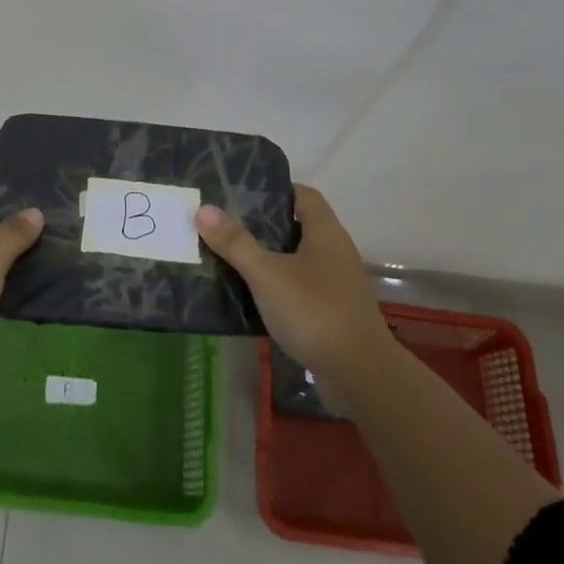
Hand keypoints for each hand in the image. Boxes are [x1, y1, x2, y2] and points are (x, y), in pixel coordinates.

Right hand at [195, 185, 385, 386]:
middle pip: (297, 226)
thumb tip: (203, 209)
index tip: (241, 193)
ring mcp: (336, 283)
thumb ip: (236, 242)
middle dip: (263, 224)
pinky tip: (252, 295)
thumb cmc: (314, 311)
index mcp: (325, 232)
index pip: (303, 194)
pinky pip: (300, 286)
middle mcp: (335, 251)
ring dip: (268, 257)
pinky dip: (278, 285)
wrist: (359, 374)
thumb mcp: (267, 274)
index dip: (275, 189)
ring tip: (230, 257)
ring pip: (297, 258)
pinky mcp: (333, 310)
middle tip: (224, 224)